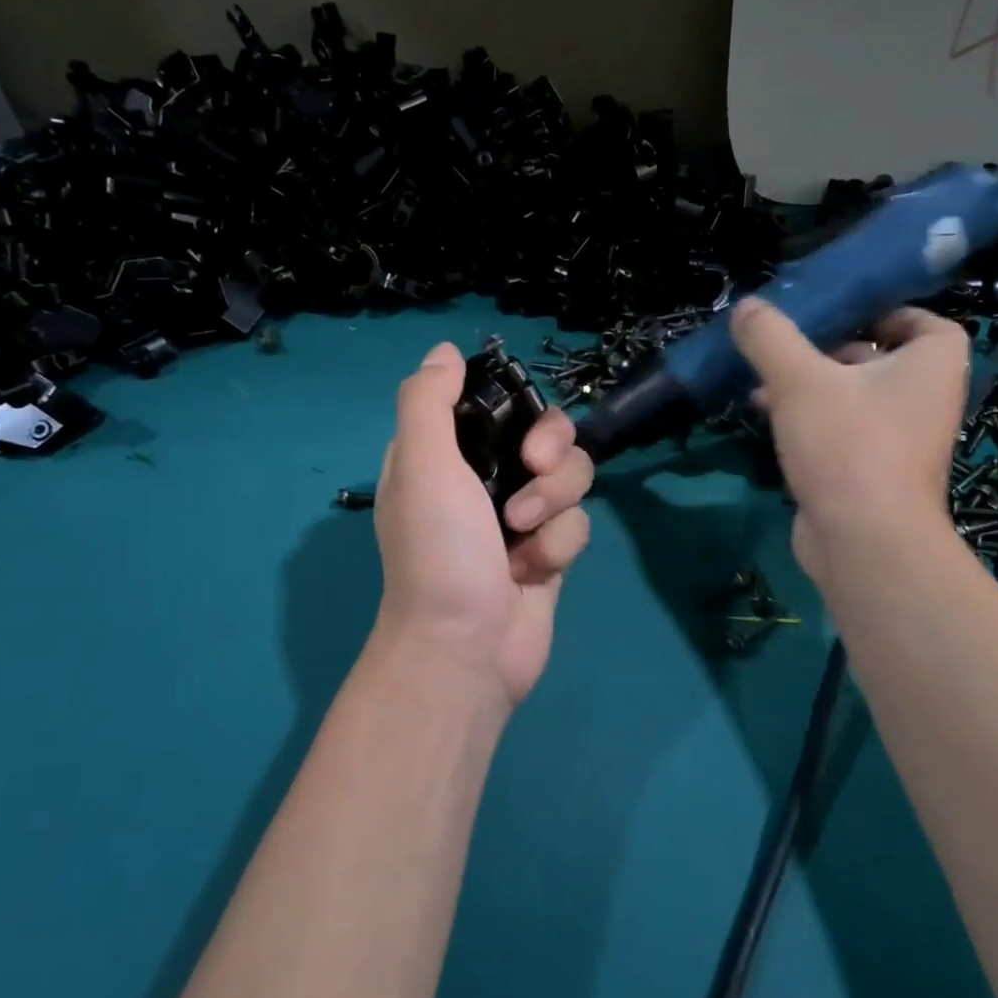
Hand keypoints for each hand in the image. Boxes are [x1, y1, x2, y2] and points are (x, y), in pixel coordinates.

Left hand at [371, 343, 593, 706]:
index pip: (496, 404)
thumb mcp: (420, 464)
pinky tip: (531, 572)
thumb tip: (447, 351)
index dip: (517, 405)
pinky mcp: (550, 552)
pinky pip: (577, 524)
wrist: (465, 646)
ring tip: (521, 535)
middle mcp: (484, 480)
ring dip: (553, 503)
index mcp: (446, 455)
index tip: (519, 420)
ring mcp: (521, 517)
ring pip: (571, 477)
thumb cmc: (438, 550)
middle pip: (549, 434)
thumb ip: (427, 400)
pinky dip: (558, 545)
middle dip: (551, 452)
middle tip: (533, 470)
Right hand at [731, 298, 967, 578]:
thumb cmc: (848, 445)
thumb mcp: (800, 380)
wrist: (864, 541)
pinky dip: (806, 419)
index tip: (838, 311)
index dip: (883, 311)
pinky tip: (764, 414)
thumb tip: (747, 307)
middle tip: (785, 342)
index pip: (923, 322)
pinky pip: (838, 431)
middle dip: (827, 348)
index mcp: (930, 365)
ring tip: (760, 379)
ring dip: (808, 385)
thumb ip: (771, 338)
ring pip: (851, 397)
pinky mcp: (869, 472)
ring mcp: (897, 440)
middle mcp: (923, 399)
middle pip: (877, 358)